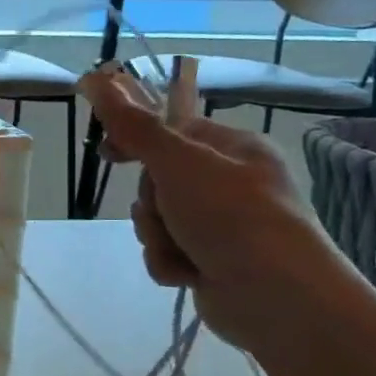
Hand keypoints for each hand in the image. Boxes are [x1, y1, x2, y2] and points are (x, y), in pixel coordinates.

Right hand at [78, 66, 353, 353]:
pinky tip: (188, 274)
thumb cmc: (232, 216)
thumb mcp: (178, 163)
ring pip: (158, 220)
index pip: (171, 130)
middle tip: (163, 211)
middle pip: (158, 181)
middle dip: (151, 202)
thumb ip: (134, 126)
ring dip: (158, 236)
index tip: (107, 152)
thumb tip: (96, 77)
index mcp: (233, 149)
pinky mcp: (213, 262)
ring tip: (182, 250)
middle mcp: (230, 183)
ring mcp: (223, 225)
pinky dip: (170, 263)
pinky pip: (168, 252)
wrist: (278, 298)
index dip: (135, 140)